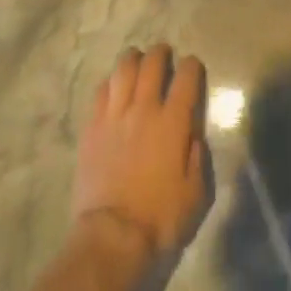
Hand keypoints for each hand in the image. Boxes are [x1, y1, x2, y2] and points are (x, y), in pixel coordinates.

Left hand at [72, 44, 210, 260]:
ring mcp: (115, 115)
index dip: (192, 65)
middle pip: (152, 63)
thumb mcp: (195, 193)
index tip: (193, 67)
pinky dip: (110, 82)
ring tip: (137, 61)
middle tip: (164, 55)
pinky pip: (101, 90)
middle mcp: (144, 108)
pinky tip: (114, 87)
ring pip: (123, 69)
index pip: (187, 76)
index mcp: (173, 122)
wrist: (111, 237)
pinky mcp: (92, 127)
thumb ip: (198, 157)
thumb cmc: (159, 218)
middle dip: (161, 53)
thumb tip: (194, 133)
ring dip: (133, 59)